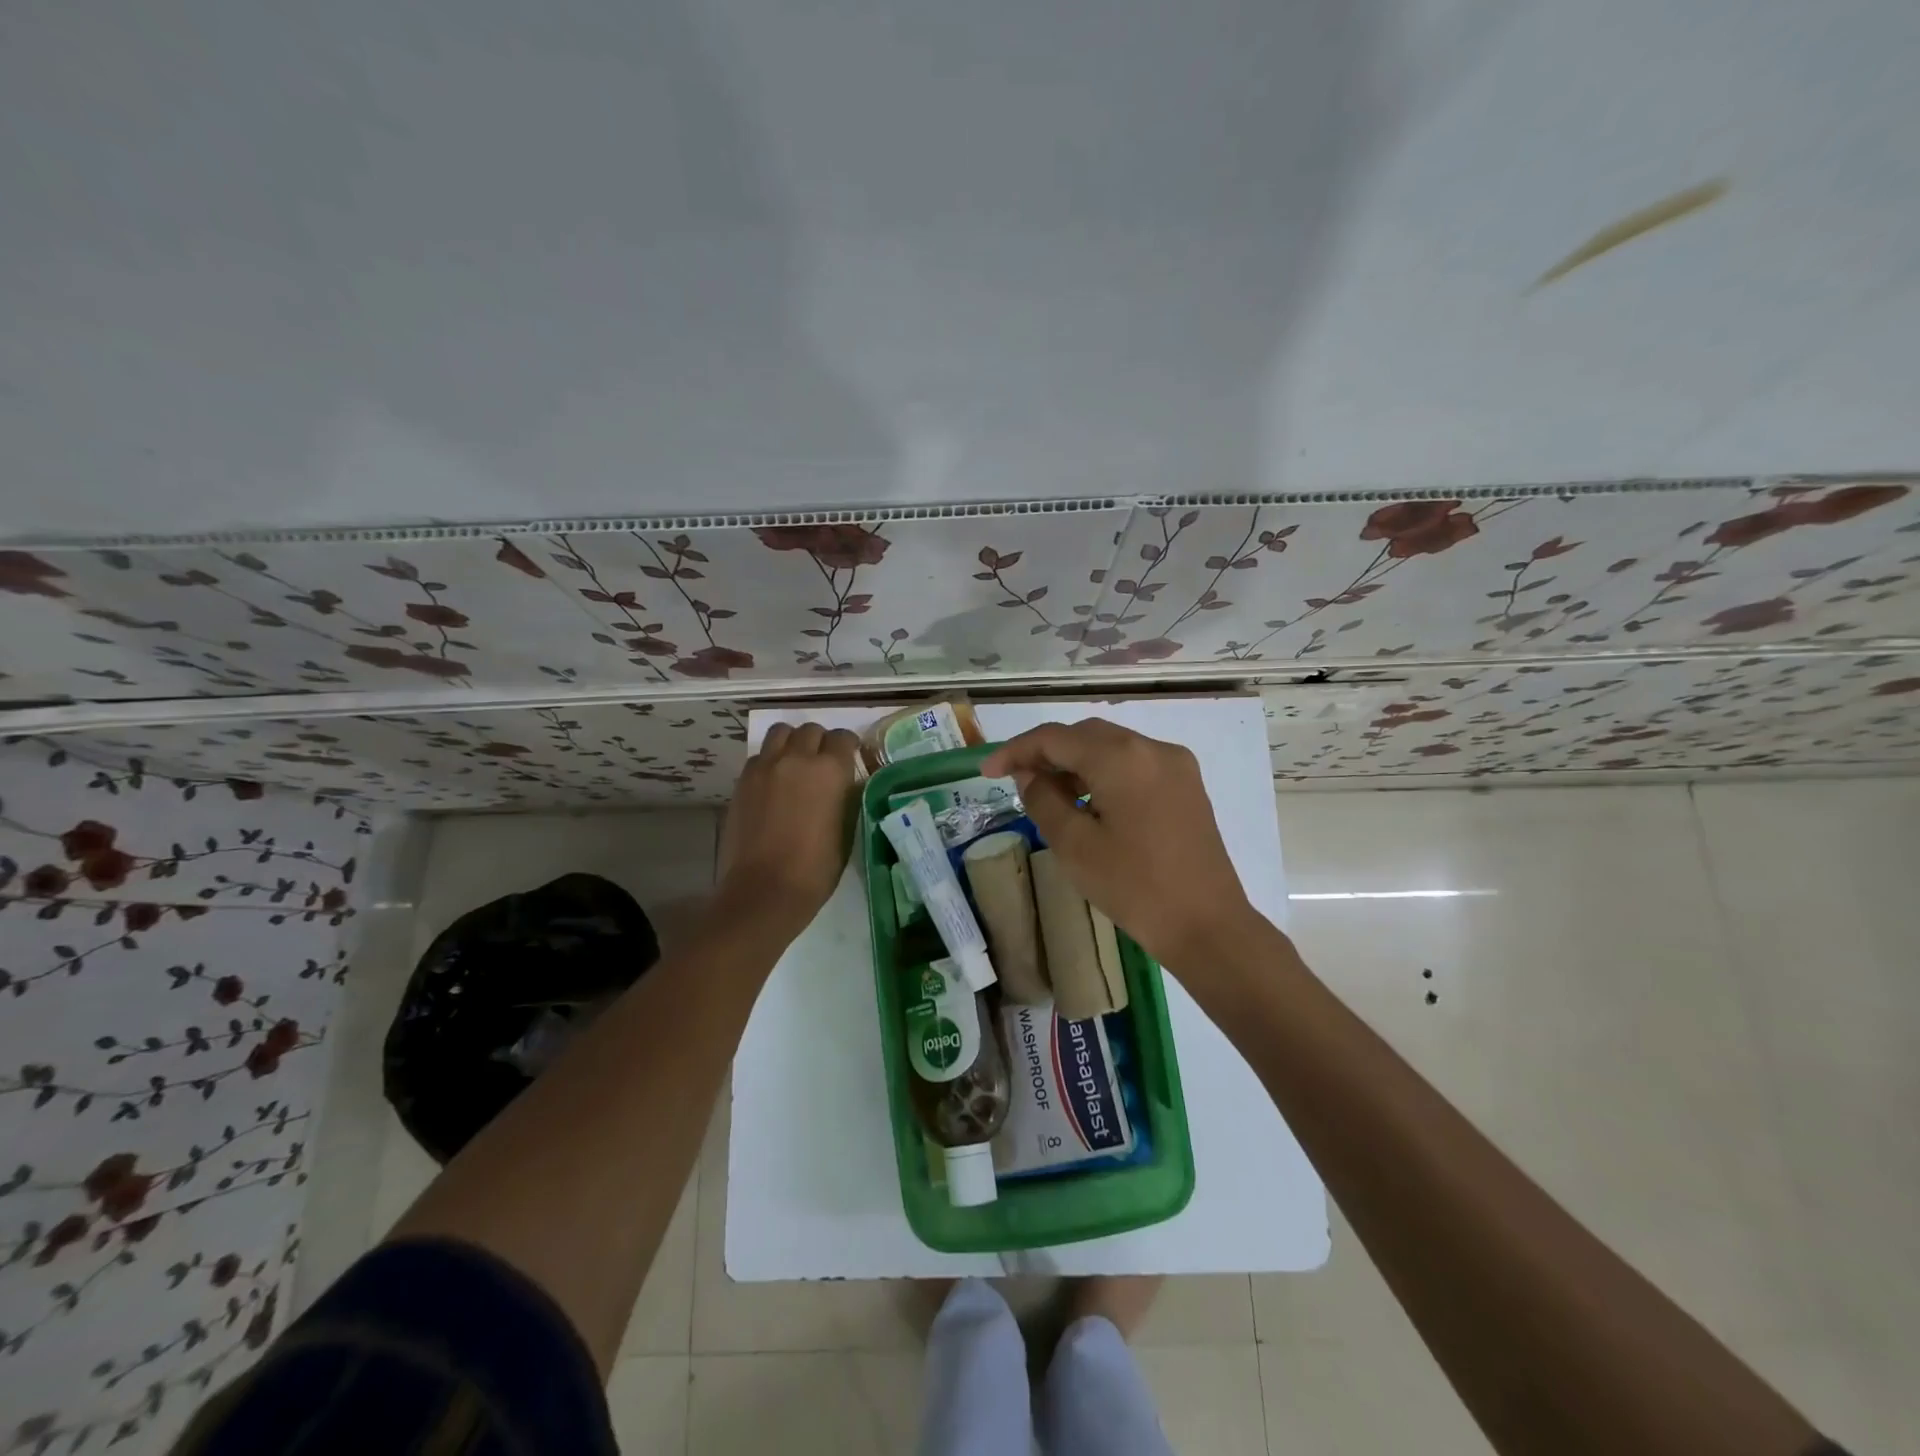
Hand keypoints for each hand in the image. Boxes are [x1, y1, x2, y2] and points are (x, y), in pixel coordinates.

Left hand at [715, 723, 861, 931]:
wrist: (764, 890)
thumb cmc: (815, 869)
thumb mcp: (846, 831)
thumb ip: (845, 797)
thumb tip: (844, 784)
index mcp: (830, 771)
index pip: (843, 738)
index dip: (848, 748)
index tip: (849, 760)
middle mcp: (797, 758)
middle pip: (811, 730)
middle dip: (820, 742)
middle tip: (821, 764)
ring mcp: (765, 767)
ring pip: (781, 733)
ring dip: (792, 743)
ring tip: (794, 764)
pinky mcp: (743, 780)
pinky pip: (760, 756)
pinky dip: (770, 761)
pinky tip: (773, 783)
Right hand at [983, 720, 1260, 968]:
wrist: (1207, 926)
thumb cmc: (1134, 887)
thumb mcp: (1074, 845)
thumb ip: (1042, 799)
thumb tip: (1029, 775)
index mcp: (1121, 757)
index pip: (1055, 738)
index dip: (1016, 750)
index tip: (987, 772)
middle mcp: (1151, 747)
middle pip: (1085, 736)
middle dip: (1047, 753)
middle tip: (1018, 782)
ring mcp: (1175, 764)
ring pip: (1111, 747)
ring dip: (1076, 763)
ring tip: (1051, 795)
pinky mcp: (1187, 785)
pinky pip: (1135, 764)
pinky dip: (1105, 773)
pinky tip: (1091, 803)